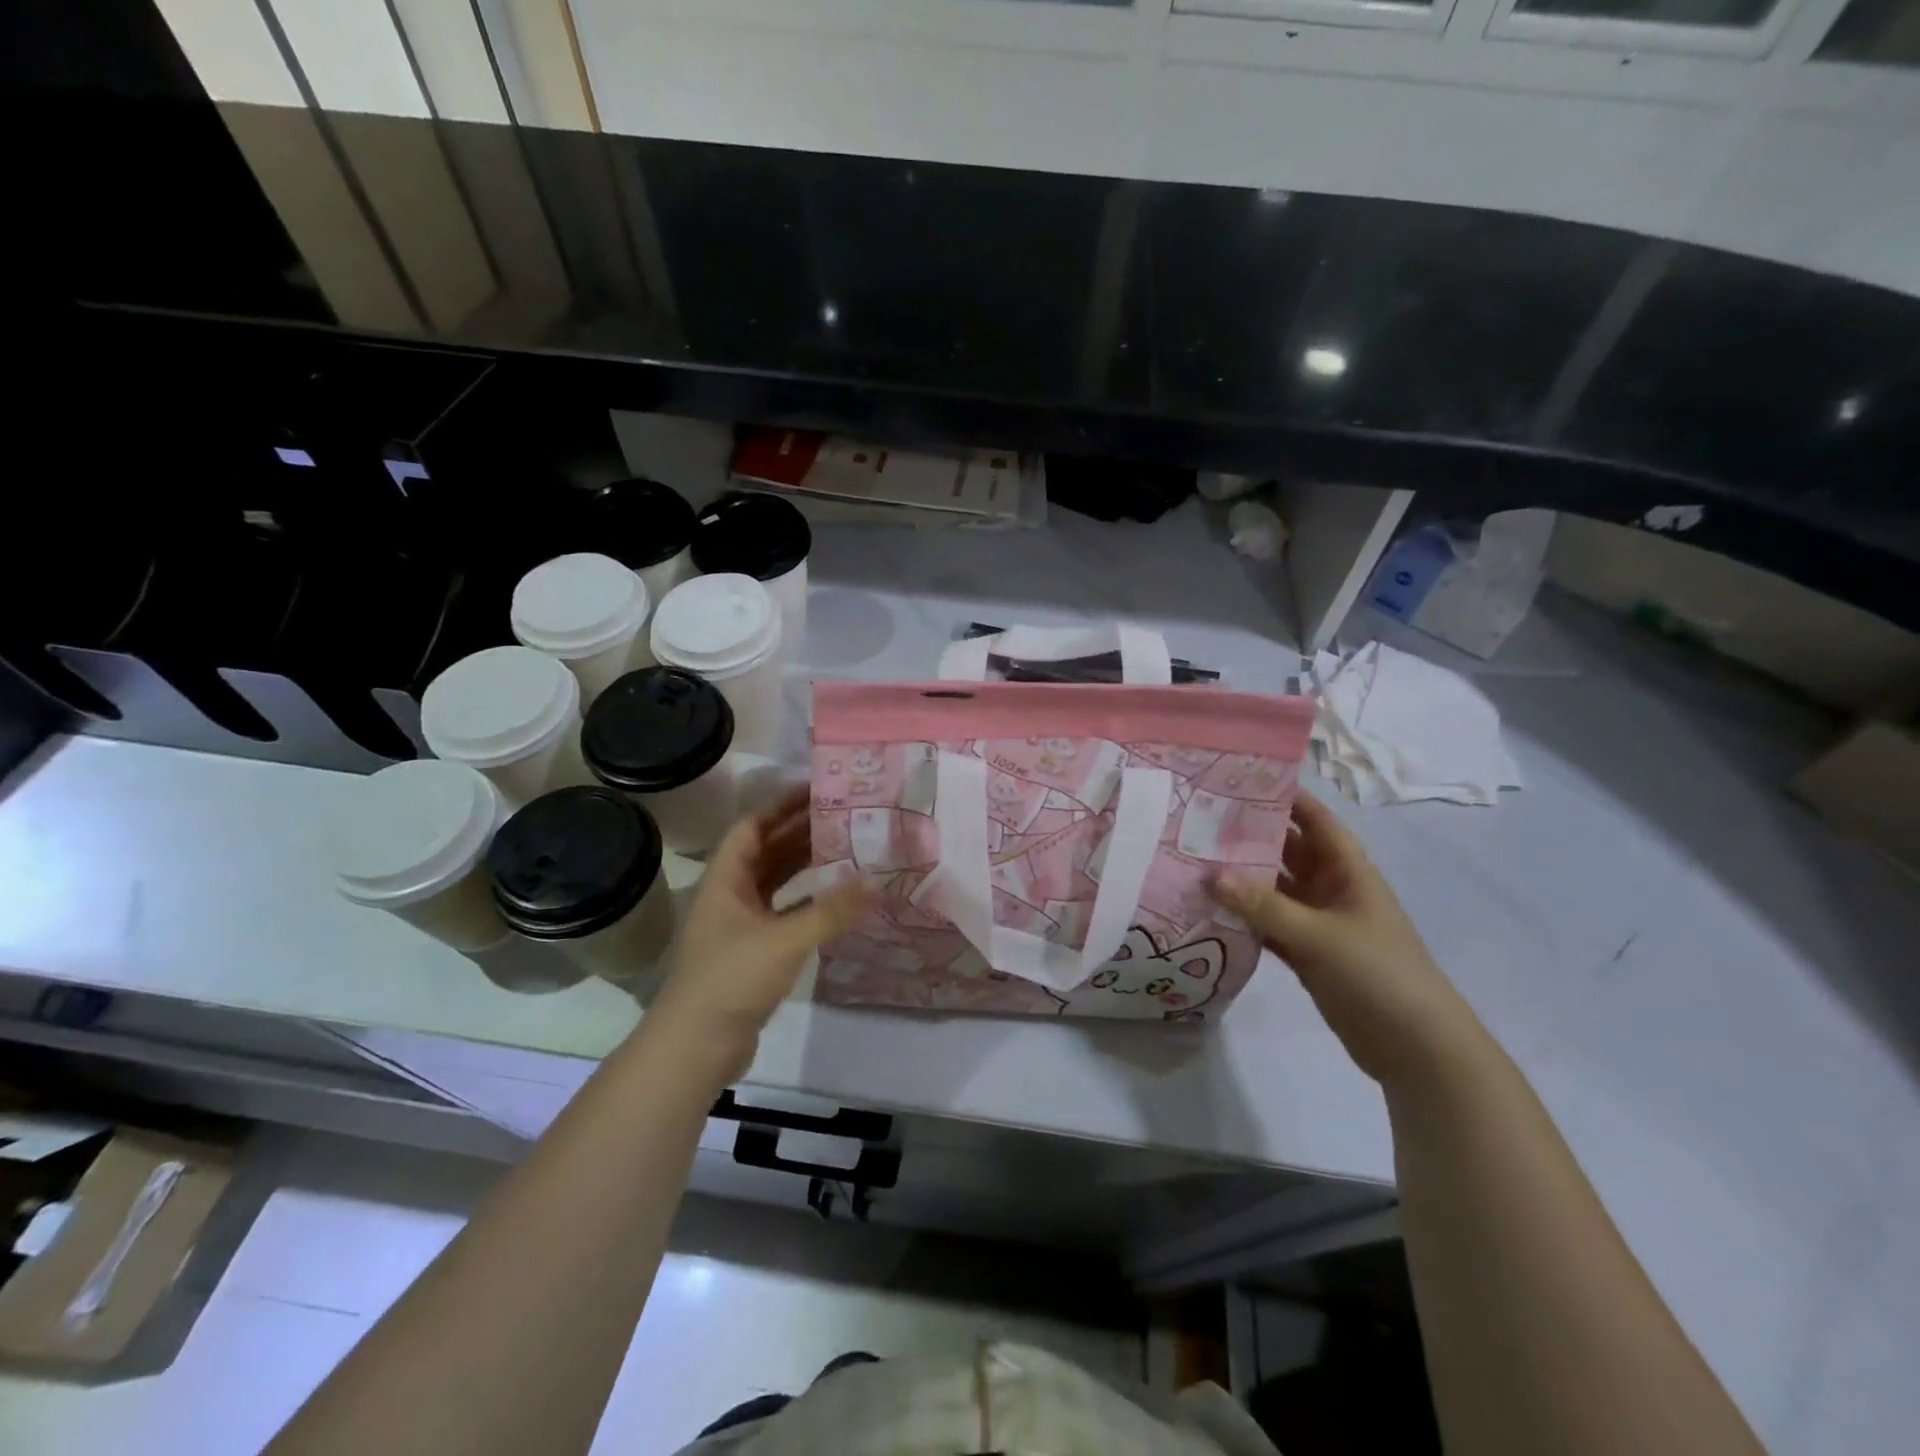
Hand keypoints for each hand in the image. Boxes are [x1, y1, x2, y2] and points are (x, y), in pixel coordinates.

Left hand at [651, 788, 875, 1077]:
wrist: (695, 1047)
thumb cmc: (731, 979)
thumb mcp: (785, 940)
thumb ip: (832, 910)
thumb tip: (877, 882)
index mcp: (725, 880)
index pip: (752, 827)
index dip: (781, 806)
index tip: (818, 791)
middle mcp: (730, 896)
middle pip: (766, 852)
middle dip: (800, 832)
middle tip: (843, 816)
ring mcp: (740, 926)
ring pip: (775, 883)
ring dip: (804, 865)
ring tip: (844, 847)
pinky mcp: (752, 952)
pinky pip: (783, 913)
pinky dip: (807, 902)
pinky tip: (835, 899)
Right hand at [1210, 790, 1481, 1086]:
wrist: (1416, 1049)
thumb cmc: (1378, 974)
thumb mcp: (1320, 936)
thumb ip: (1264, 906)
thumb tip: (1210, 875)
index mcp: (1348, 870)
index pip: (1314, 819)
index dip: (1283, 796)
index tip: (1237, 779)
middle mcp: (1331, 888)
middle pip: (1286, 850)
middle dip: (1248, 836)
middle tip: (1197, 821)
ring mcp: (1318, 922)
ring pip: (1273, 889)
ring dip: (1241, 879)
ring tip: (1192, 860)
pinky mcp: (1306, 953)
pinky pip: (1268, 924)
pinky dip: (1244, 918)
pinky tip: (1208, 910)